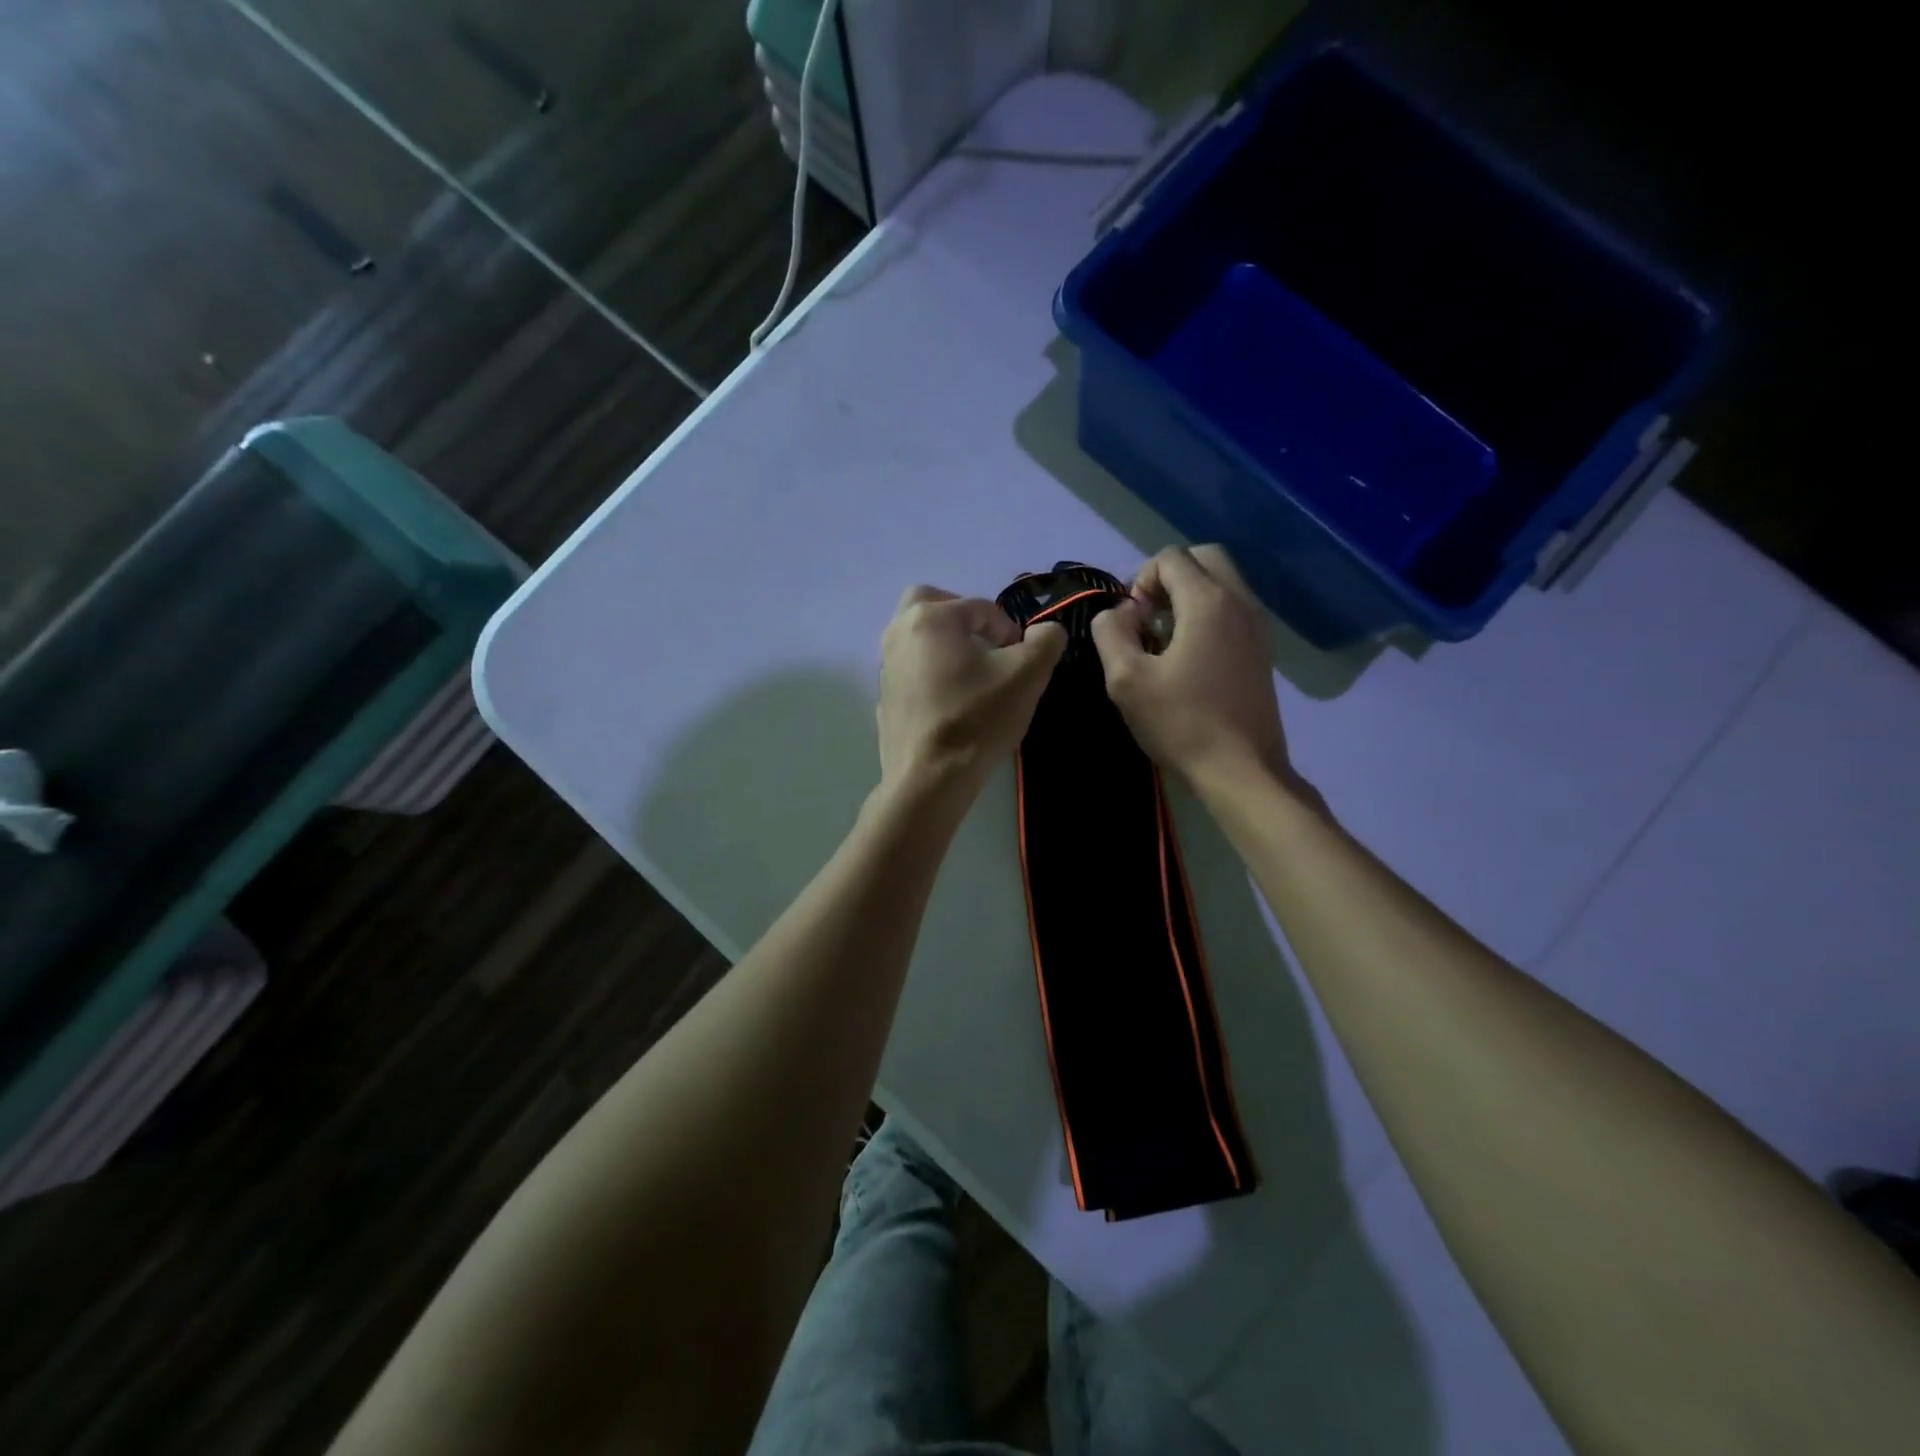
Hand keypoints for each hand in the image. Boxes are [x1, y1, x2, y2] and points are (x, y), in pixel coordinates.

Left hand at [877, 585, 1066, 812]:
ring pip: (917, 639)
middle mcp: (898, 634)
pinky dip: (930, 676)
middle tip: (987, 645)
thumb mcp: (1027, 676)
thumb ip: (1045, 642)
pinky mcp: (884, 701)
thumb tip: (1046, 631)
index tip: (1022, 658)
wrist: (930, 780)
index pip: (979, 606)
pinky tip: (951, 705)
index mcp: (930, 618)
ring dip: (945, 646)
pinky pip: (910, 673)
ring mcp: (885, 669)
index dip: (1008, 628)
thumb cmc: (978, 719)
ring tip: (974, 677)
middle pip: (929, 604)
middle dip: (962, 617)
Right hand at [1090, 546, 1291, 791]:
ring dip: (1189, 595)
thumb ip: (1111, 633)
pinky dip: (1208, 615)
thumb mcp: (1126, 679)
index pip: (1171, 557)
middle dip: (1169, 577)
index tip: (1131, 621)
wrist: (1241, 770)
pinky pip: (1233, 610)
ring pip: (1223, 583)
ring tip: (1165, 639)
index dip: (1141, 580)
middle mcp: (1240, 603)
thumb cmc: (1181, 723)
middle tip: (1148, 617)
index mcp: (1208, 602)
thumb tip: (1119, 613)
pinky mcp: (1263, 651)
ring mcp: (1258, 627)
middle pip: (1204, 558)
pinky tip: (1189, 658)